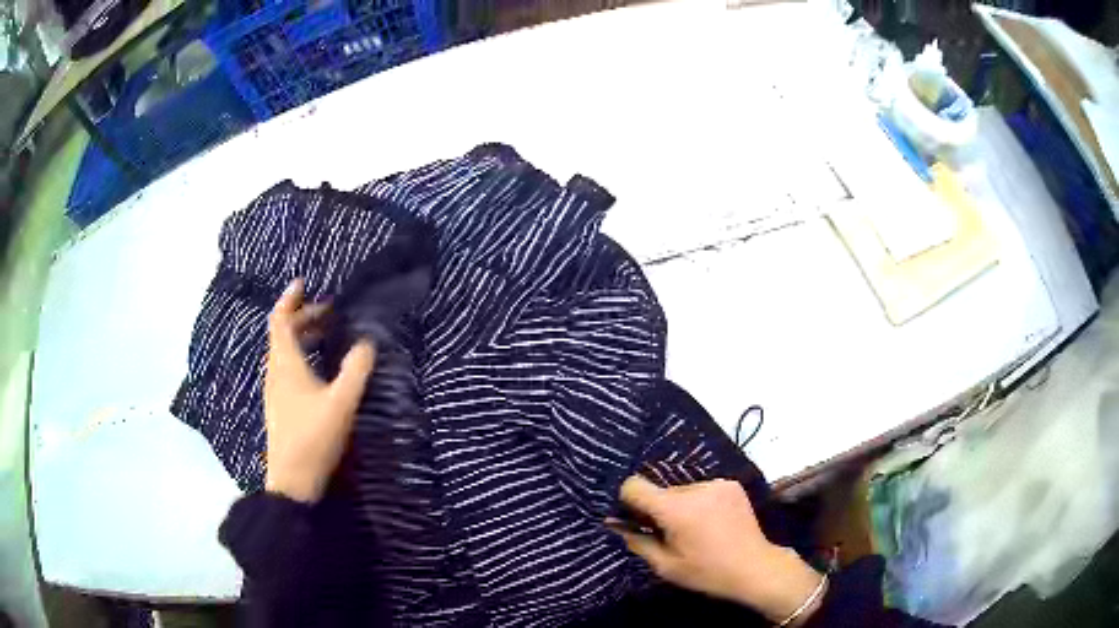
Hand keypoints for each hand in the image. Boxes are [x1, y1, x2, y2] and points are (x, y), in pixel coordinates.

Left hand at [264, 278, 375, 502]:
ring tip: (326, 333)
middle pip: (283, 334)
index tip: (304, 283)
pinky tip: (319, 368)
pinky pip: (287, 367)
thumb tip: (367, 342)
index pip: (280, 321)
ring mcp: (276, 390)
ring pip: (284, 352)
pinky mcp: (280, 405)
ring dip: (302, 336)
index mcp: (286, 364)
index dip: (289, 299)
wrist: (293, 480)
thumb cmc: (314, 436)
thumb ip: (356, 370)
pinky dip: (301, 355)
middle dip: (303, 317)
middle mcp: (276, 372)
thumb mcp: (341, 402)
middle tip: (328, 310)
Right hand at [610, 476, 825, 625]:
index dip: (628, 501)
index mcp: (675, 509)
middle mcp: (695, 488)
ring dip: (679, 507)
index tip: (634, 520)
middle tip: (668, 534)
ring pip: (681, 491)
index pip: (635, 485)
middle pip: (660, 491)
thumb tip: (615, 523)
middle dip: (658, 510)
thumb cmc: (707, 572)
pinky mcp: (731, 484)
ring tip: (694, 531)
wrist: (755, 567)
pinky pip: (701, 490)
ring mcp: (716, 483)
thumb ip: (637, 541)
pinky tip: (710, 523)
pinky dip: (698, 503)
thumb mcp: (665, 566)